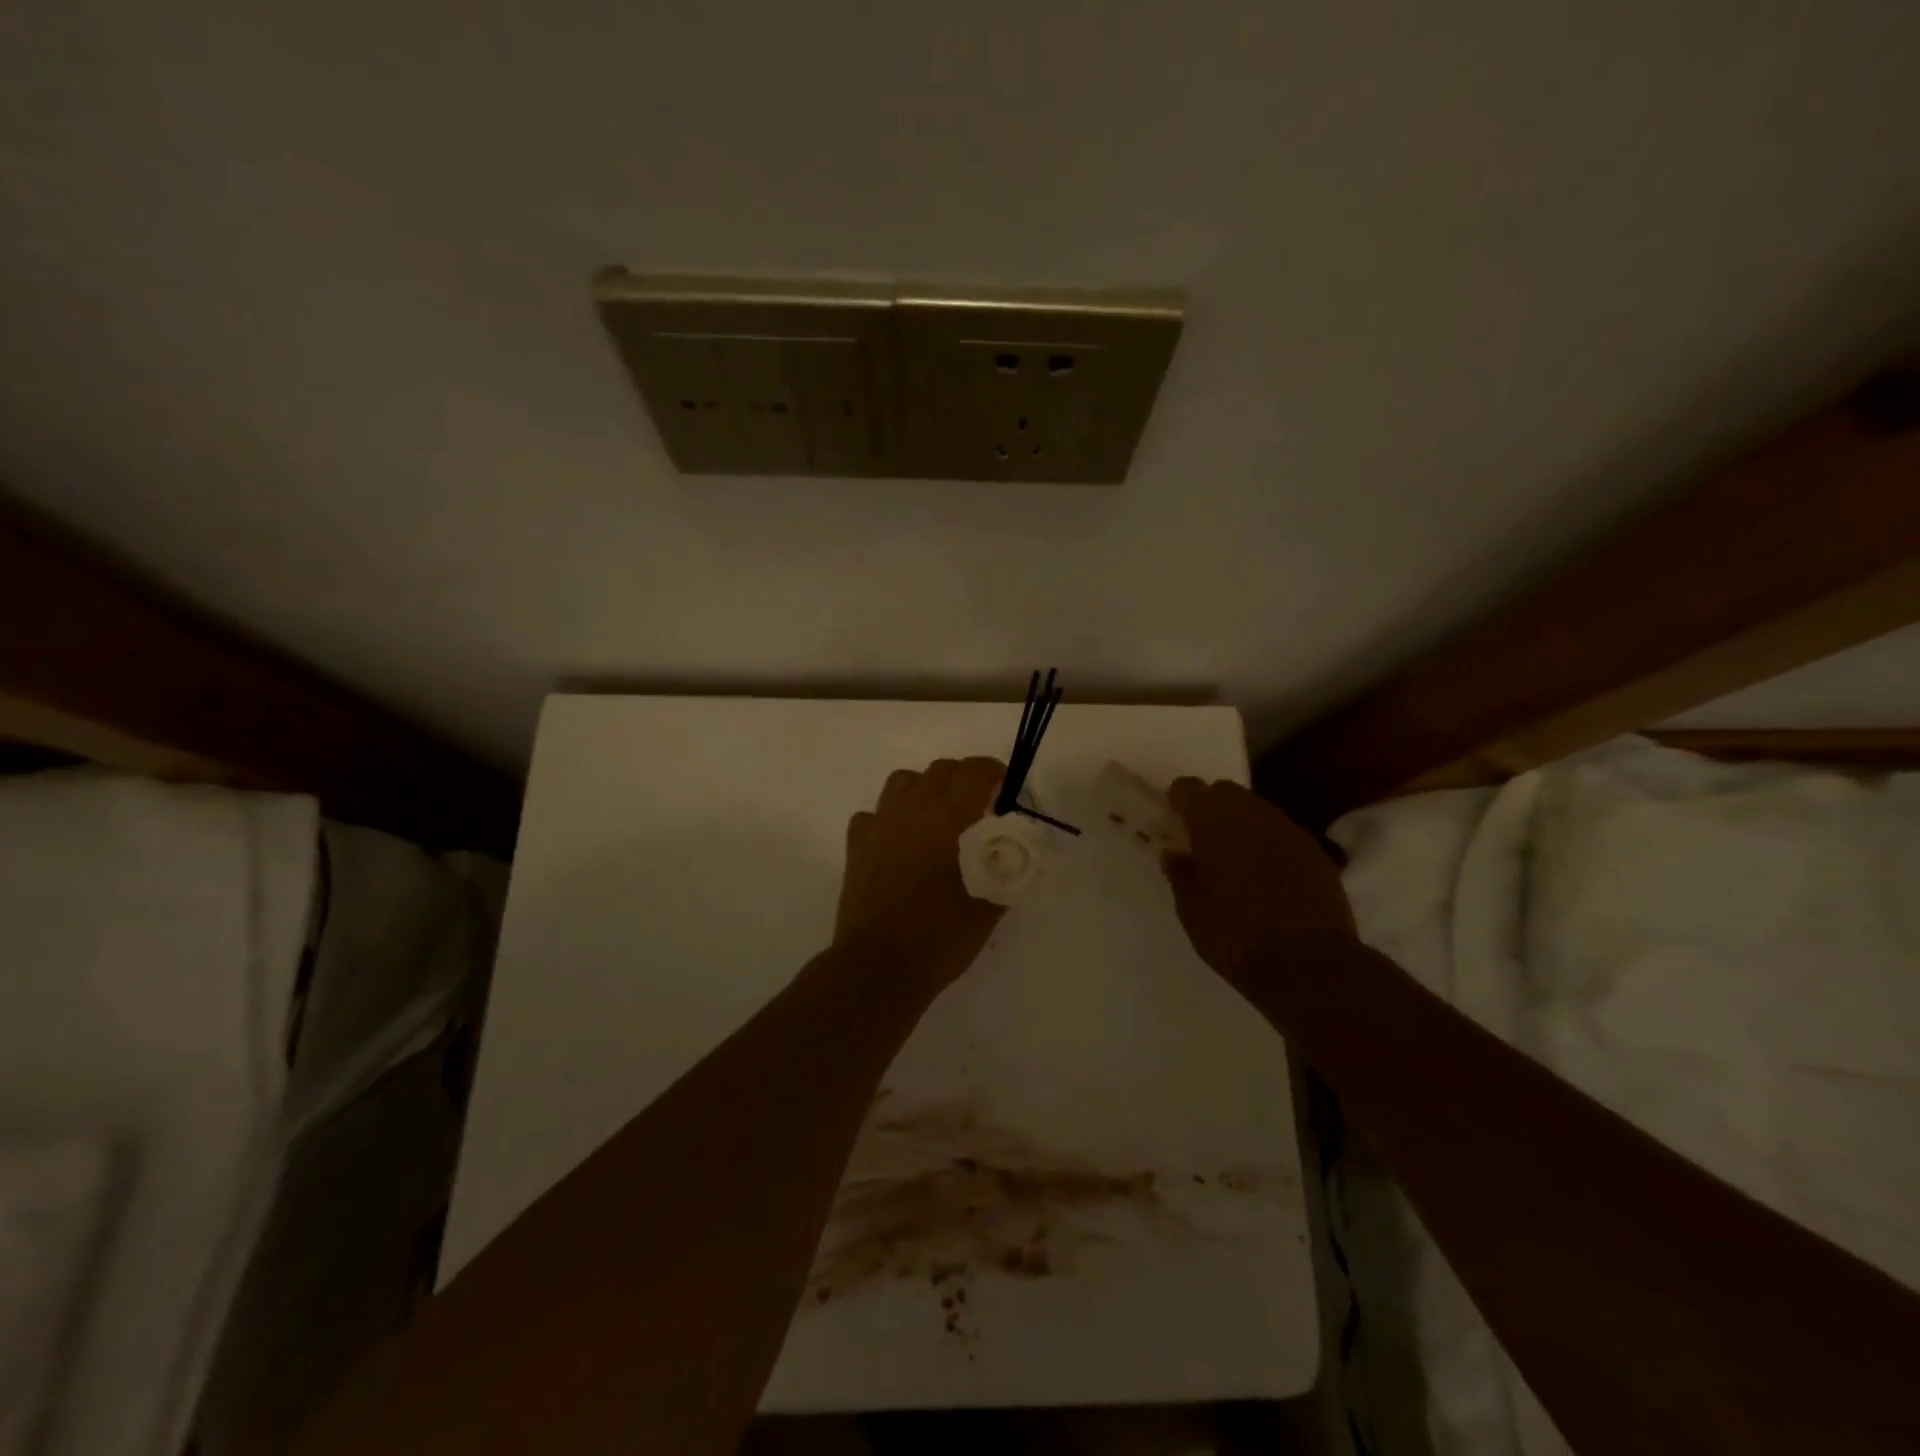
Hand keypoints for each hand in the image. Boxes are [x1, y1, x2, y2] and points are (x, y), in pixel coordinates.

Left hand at [835, 757, 1007, 992]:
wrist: (879, 968)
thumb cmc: (941, 937)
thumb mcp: (989, 906)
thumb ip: (1007, 870)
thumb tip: (1016, 850)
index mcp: (947, 819)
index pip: (974, 772)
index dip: (994, 772)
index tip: (1006, 789)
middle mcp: (911, 811)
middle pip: (939, 770)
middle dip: (964, 778)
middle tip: (979, 806)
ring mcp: (879, 826)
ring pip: (902, 781)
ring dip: (925, 788)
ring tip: (938, 816)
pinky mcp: (856, 847)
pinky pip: (873, 814)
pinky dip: (889, 817)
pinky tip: (900, 840)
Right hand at [1162, 778, 1357, 992]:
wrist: (1308, 965)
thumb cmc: (1234, 934)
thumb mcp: (1191, 909)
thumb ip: (1181, 873)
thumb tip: (1175, 853)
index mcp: (1214, 821)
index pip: (1189, 789)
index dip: (1179, 800)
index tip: (1173, 820)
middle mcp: (1253, 814)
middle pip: (1227, 793)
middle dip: (1213, 808)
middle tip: (1203, 840)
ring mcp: (1290, 832)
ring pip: (1259, 812)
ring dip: (1244, 826)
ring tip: (1236, 859)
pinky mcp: (1318, 854)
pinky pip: (1285, 836)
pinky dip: (1271, 846)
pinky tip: (1268, 876)